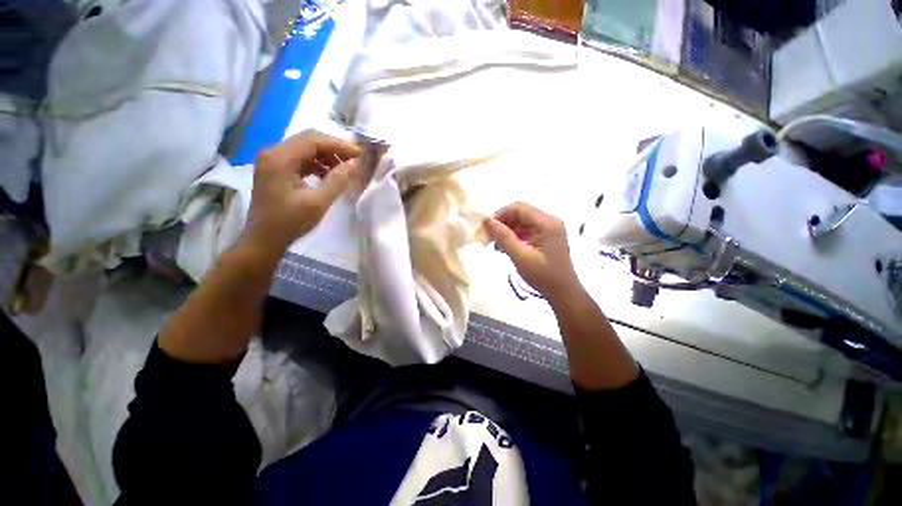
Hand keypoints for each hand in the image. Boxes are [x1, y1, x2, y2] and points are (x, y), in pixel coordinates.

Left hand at [245, 130, 361, 252]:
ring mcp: (272, 161)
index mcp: (280, 158)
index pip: (313, 139)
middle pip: (308, 140)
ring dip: (326, 156)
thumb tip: (354, 164)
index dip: (339, 145)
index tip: (360, 155)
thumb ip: (337, 181)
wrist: (263, 239)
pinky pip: (300, 159)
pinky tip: (328, 176)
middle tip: (355, 161)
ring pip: (305, 149)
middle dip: (334, 148)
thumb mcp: (318, 202)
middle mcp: (273, 153)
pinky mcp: (275, 170)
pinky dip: (317, 164)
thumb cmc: (290, 222)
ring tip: (344, 170)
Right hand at [483, 203, 580, 299]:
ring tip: (495, 244)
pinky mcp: (546, 237)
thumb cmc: (543, 276)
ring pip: (521, 222)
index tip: (486, 228)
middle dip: (502, 223)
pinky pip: (526, 230)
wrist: (563, 294)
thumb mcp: (521, 257)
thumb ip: (503, 237)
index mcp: (547, 223)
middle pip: (520, 214)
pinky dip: (514, 236)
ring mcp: (548, 229)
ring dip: (507, 230)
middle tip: (488, 237)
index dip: (500, 214)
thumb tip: (486, 220)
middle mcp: (549, 221)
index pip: (519, 208)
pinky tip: (505, 247)